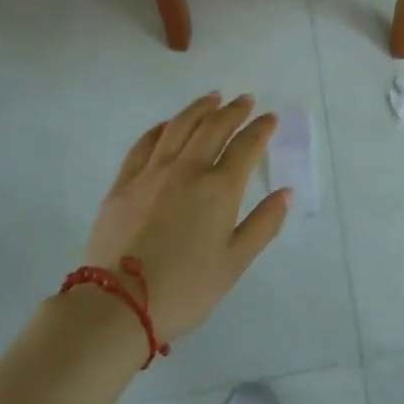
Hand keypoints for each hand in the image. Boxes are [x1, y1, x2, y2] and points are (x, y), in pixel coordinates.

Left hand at [79, 93, 289, 343]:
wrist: (118, 305)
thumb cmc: (185, 289)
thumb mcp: (235, 263)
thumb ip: (263, 224)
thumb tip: (285, 193)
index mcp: (219, 189)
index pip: (246, 146)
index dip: (261, 129)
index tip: (270, 118)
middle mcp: (187, 170)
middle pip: (213, 128)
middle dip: (233, 111)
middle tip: (245, 100)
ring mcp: (152, 173)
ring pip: (178, 127)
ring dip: (199, 109)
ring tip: (212, 98)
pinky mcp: (124, 183)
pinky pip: (145, 144)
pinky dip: (161, 128)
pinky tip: (168, 124)